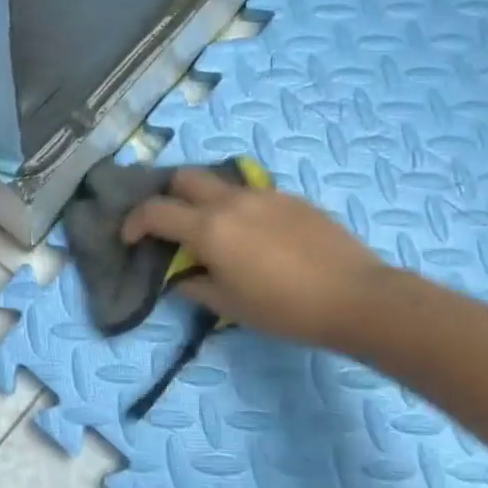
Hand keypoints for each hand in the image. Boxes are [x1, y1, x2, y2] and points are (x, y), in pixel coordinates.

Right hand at [121, 167, 385, 348]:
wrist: (358, 298)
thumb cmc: (285, 309)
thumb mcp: (228, 305)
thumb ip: (193, 284)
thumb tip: (179, 273)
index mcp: (208, 228)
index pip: (155, 211)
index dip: (134, 223)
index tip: (129, 238)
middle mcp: (230, 201)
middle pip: (183, 178)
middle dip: (168, 196)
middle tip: (171, 224)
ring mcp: (263, 194)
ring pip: (219, 182)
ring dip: (204, 199)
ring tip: (213, 230)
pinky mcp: (291, 198)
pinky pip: (251, 193)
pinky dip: (237, 207)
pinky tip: (254, 235)